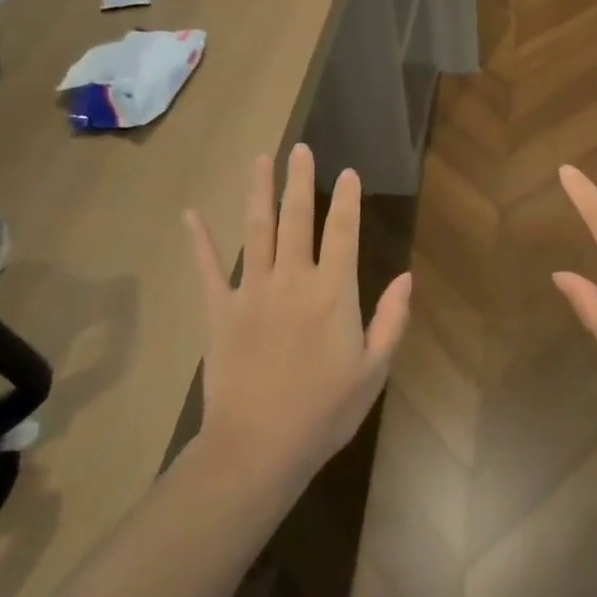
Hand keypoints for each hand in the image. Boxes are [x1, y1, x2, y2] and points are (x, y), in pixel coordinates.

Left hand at [186, 144, 412, 487]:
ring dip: (258, 193)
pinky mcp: (219, 312)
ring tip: (260, 159)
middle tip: (300, 149)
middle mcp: (292, 281)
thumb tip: (406, 277)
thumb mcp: (373, 370)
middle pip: (296, 219)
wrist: (258, 448)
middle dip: (300, 181)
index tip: (349, 172)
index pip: (343, 232)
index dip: (348, 199)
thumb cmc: (325, 411)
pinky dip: (200, 241)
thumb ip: (391, 319)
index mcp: (333, 293)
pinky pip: (208, 270)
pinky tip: (191, 214)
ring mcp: (251, 292)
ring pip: (256, 231)